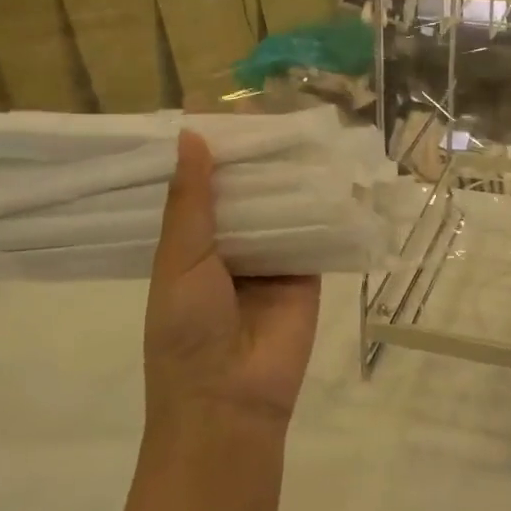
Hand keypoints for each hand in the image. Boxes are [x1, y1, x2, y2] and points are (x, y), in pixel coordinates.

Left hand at [143, 131, 320, 437]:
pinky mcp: (308, 271)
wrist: (229, 400)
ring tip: (302, 128)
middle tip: (269, 110)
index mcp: (191, 243)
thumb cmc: (186, 330)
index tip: (218, 110)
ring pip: (282, 206)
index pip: (202, 187)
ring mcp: (272, 257)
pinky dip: (323, 205)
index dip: (209, 153)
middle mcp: (232, 245)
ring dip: (289, 175)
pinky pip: (315, 231)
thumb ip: (190, 201)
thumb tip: (191, 135)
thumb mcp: (178, 261)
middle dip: (255, 158)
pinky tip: (332, 168)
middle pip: (246, 191)